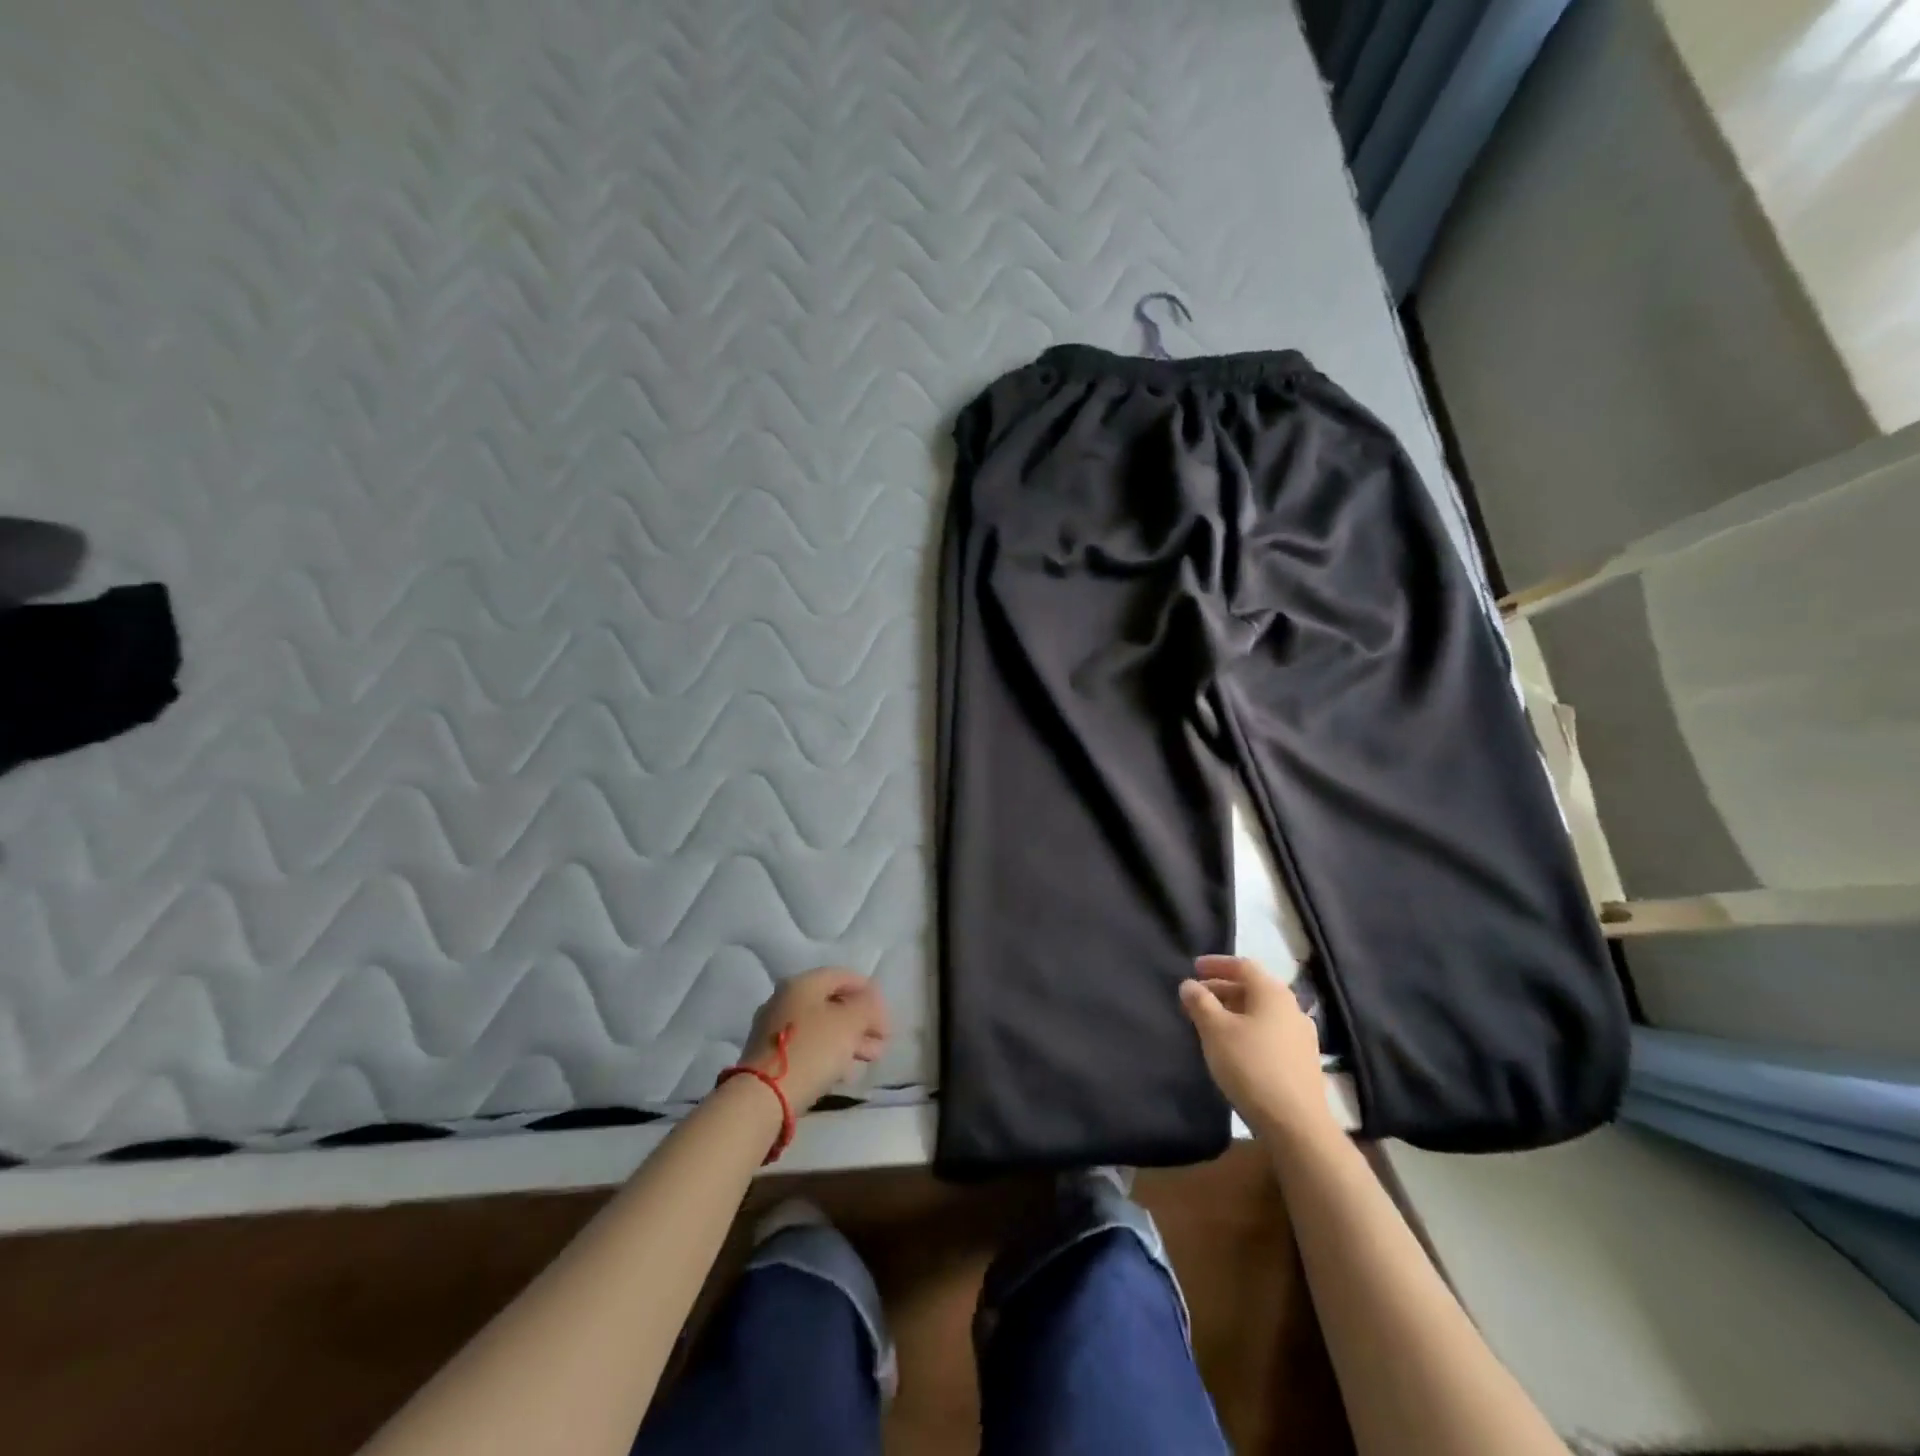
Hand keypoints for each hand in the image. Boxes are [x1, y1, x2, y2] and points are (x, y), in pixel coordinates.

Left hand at [741, 967, 889, 1111]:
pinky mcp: (771, 1057)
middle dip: (861, 1020)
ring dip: (850, 1039)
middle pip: (832, 1003)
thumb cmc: (812, 1049)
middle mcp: (785, 1000)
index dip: (869, 991)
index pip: (842, 976)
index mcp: (802, 984)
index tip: (886, 1014)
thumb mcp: (850, 1023)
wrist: (763, 1097)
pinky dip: (830, 1054)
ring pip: (822, 1027)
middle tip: (883, 1039)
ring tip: (872, 1057)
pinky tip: (847, 1071)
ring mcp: (775, 1029)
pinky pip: (809, 1047)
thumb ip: (867, 1006)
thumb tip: (871, 1001)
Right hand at [1180, 955, 1330, 1142]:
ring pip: (1261, 1013)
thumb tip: (1189, 984)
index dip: (1216, 964)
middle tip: (1196, 998)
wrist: (1296, 1125)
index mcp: (1273, 993)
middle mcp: (1292, 1008)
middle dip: (1222, 989)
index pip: (1243, 965)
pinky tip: (1234, 1047)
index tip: (1193, 968)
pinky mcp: (1303, 1062)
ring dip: (1234, 1011)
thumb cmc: (1251, 1066)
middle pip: (1253, 988)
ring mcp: (1301, 1036)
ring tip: (1210, 1023)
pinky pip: (1269, 1033)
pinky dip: (1248, 1030)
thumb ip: (1200, 1002)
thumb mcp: (1215, 1030)